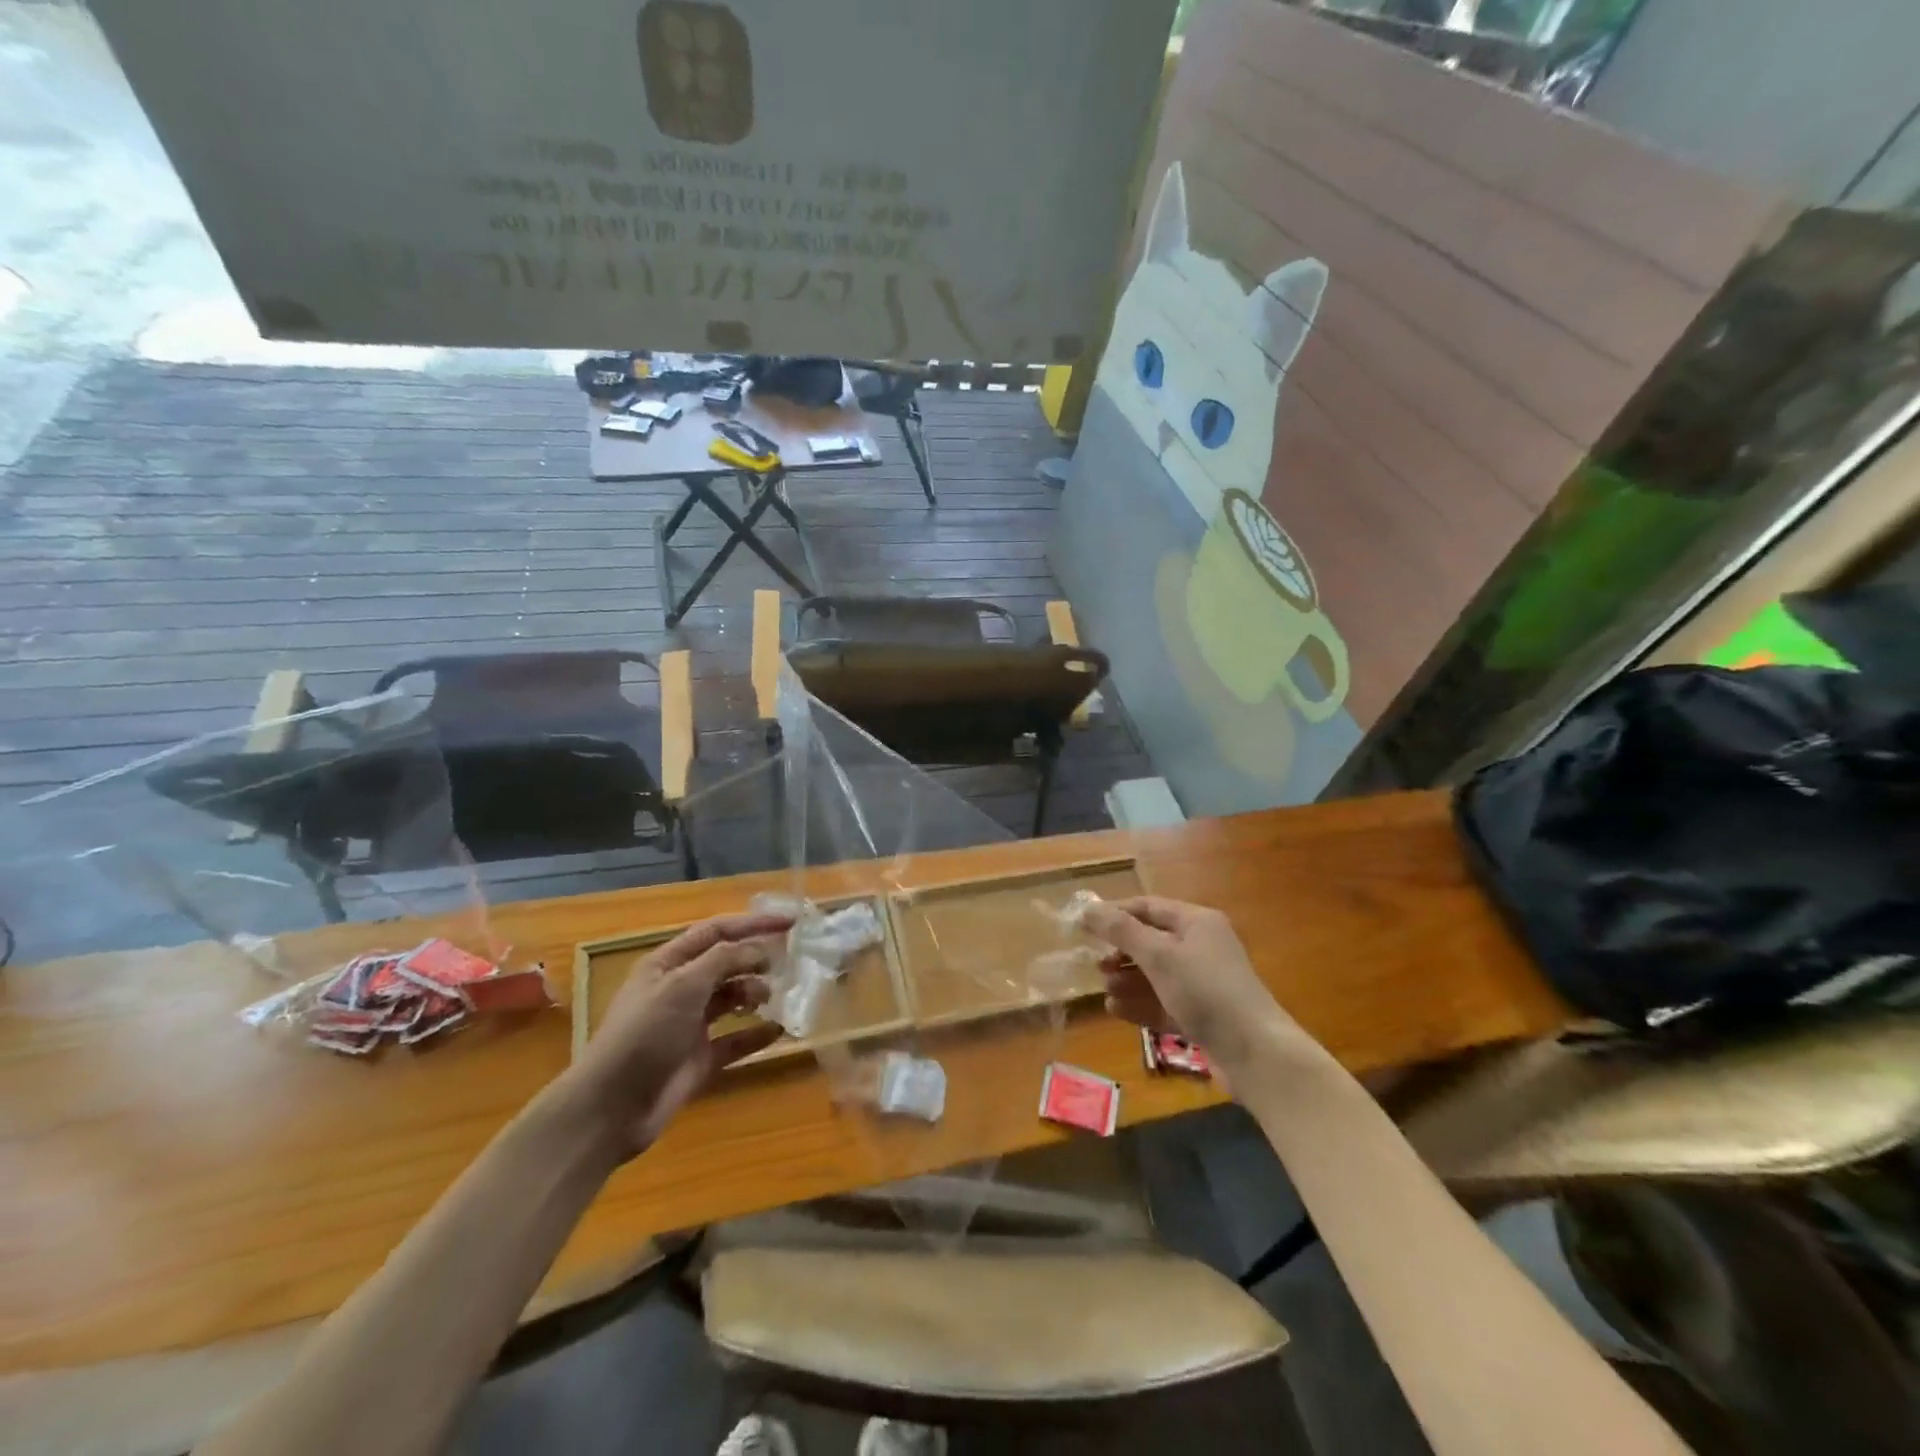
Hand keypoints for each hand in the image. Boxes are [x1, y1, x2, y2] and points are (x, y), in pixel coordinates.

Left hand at [557, 910, 792, 1159]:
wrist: (610, 1109)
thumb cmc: (644, 1035)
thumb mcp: (683, 986)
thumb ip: (723, 960)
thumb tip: (759, 949)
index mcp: (667, 964)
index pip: (716, 931)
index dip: (752, 924)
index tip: (790, 923)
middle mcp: (679, 990)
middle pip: (725, 963)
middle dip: (754, 959)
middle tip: (783, 965)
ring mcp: (690, 1026)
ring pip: (731, 999)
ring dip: (755, 994)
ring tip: (770, 999)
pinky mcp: (700, 1060)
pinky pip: (735, 1040)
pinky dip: (756, 1035)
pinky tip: (778, 1031)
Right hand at [1081, 896, 1320, 1080]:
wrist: (1256, 1054)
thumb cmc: (1205, 990)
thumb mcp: (1159, 955)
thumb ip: (1121, 930)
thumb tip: (1088, 908)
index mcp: (1197, 922)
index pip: (1148, 907)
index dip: (1115, 913)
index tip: (1083, 926)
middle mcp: (1201, 947)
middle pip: (1151, 941)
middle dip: (1121, 952)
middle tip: (1095, 964)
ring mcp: (1203, 983)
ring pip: (1156, 974)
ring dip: (1128, 980)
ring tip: (1105, 989)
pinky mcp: (1202, 1015)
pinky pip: (1163, 1002)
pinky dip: (1140, 1004)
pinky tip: (1117, 1010)